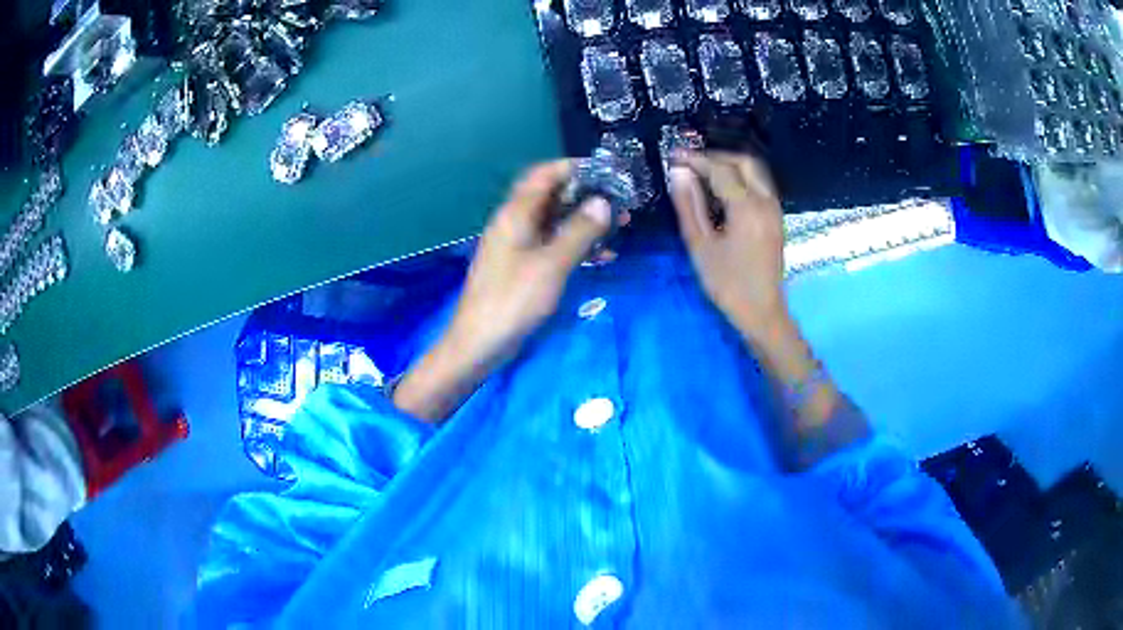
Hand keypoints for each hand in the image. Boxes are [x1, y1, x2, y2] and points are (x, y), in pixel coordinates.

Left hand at [449, 160, 616, 362]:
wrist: (479, 343)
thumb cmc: (513, 300)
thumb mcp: (551, 265)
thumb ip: (579, 231)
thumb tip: (603, 202)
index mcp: (516, 214)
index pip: (544, 174)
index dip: (575, 168)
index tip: (608, 172)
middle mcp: (515, 223)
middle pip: (552, 196)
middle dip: (587, 195)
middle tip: (620, 202)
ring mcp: (517, 246)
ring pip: (556, 222)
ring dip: (585, 221)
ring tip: (620, 226)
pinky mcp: (521, 267)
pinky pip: (552, 246)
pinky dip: (576, 245)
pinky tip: (602, 257)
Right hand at [670, 153, 860, 466]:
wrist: (762, 312)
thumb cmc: (727, 284)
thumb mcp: (701, 246)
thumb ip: (689, 206)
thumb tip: (679, 173)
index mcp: (746, 208)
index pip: (720, 169)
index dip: (696, 159)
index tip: (674, 156)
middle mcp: (765, 201)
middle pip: (744, 162)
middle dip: (717, 156)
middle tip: (692, 162)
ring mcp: (775, 209)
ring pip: (756, 171)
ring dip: (731, 165)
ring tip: (705, 172)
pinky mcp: (776, 218)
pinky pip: (760, 185)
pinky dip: (742, 178)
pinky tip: (724, 191)